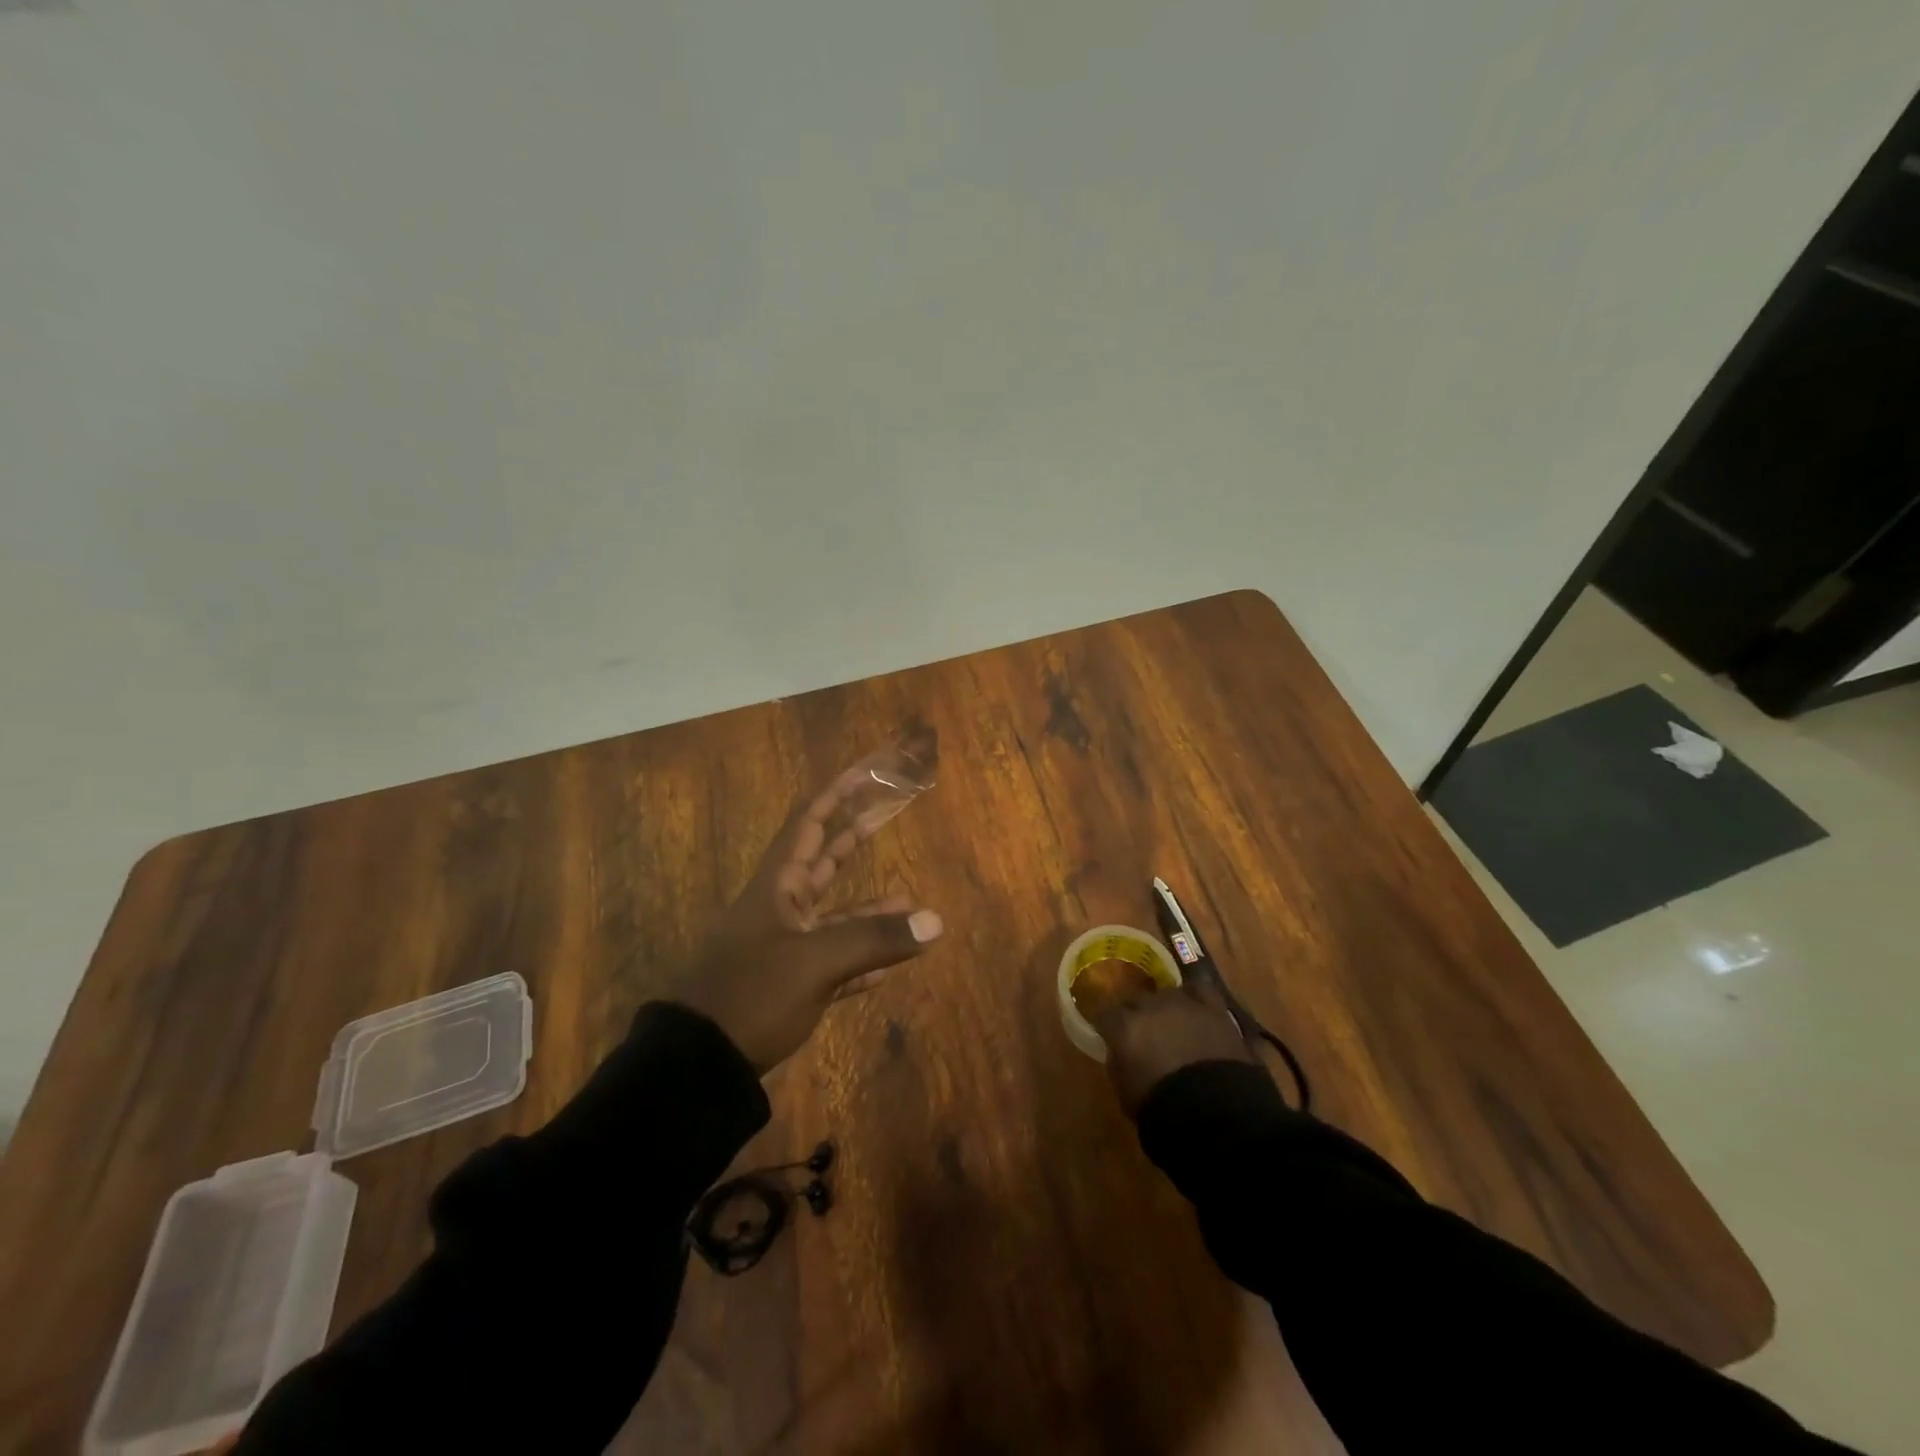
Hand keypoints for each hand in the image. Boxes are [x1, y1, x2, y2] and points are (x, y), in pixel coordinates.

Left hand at [671, 761, 944, 1071]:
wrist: (698, 1063)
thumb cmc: (752, 993)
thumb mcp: (816, 962)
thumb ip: (876, 939)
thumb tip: (936, 922)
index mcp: (777, 886)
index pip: (808, 824)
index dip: (835, 795)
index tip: (862, 773)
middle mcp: (781, 908)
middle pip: (822, 861)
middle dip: (853, 839)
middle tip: (885, 815)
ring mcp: (784, 947)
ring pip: (834, 916)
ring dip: (868, 908)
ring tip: (908, 899)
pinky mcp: (789, 985)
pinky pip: (833, 962)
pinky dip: (861, 959)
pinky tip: (889, 964)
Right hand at [1090, 979, 1256, 1115]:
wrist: (1214, 1110)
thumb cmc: (1161, 1108)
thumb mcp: (1125, 1091)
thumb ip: (1118, 1062)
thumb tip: (1119, 1050)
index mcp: (1124, 1026)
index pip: (1105, 1015)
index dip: (1107, 1026)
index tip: (1109, 1035)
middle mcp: (1150, 1006)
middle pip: (1136, 999)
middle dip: (1136, 1014)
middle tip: (1142, 1033)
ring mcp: (1182, 1003)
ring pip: (1166, 993)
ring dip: (1165, 1007)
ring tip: (1171, 1022)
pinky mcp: (1213, 1008)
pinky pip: (1200, 990)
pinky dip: (1196, 997)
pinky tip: (1196, 1008)